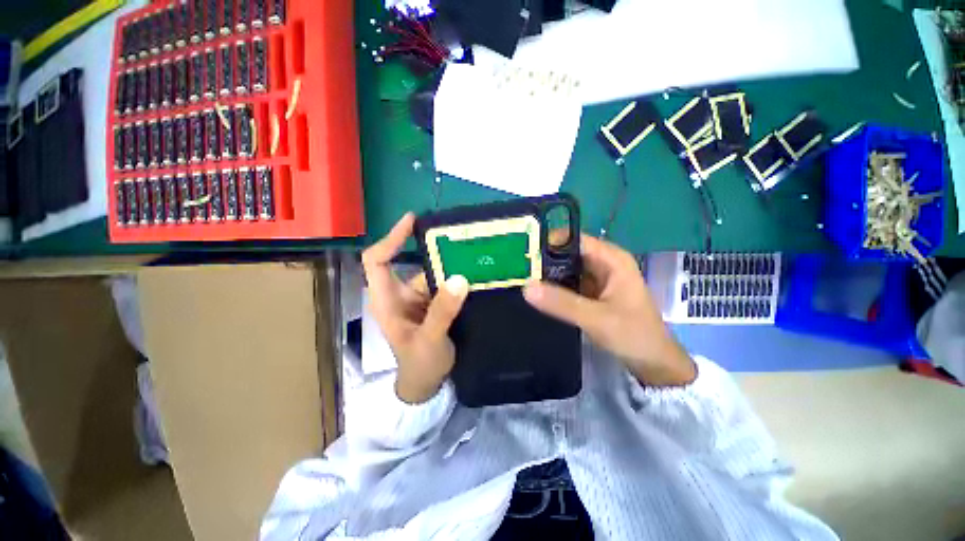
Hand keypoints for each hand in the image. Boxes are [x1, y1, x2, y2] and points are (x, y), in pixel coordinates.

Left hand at [362, 213, 469, 402]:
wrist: (427, 383)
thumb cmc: (419, 365)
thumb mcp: (429, 340)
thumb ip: (442, 311)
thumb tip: (460, 278)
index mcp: (386, 300)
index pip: (377, 261)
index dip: (391, 238)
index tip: (412, 221)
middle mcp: (400, 294)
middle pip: (412, 263)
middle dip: (434, 251)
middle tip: (460, 238)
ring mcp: (418, 298)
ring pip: (433, 273)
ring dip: (451, 266)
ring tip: (474, 256)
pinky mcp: (433, 303)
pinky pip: (445, 284)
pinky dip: (457, 279)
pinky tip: (475, 274)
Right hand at [523, 233, 695, 387]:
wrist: (653, 363)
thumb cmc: (634, 335)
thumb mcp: (597, 318)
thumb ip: (561, 303)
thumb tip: (526, 287)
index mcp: (611, 259)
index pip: (574, 240)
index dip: (548, 242)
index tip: (522, 252)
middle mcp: (603, 263)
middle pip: (567, 253)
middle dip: (542, 259)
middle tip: (515, 267)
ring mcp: (596, 278)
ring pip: (565, 268)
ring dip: (545, 274)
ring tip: (519, 277)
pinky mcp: (590, 292)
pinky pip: (567, 283)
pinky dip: (552, 287)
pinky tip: (535, 291)